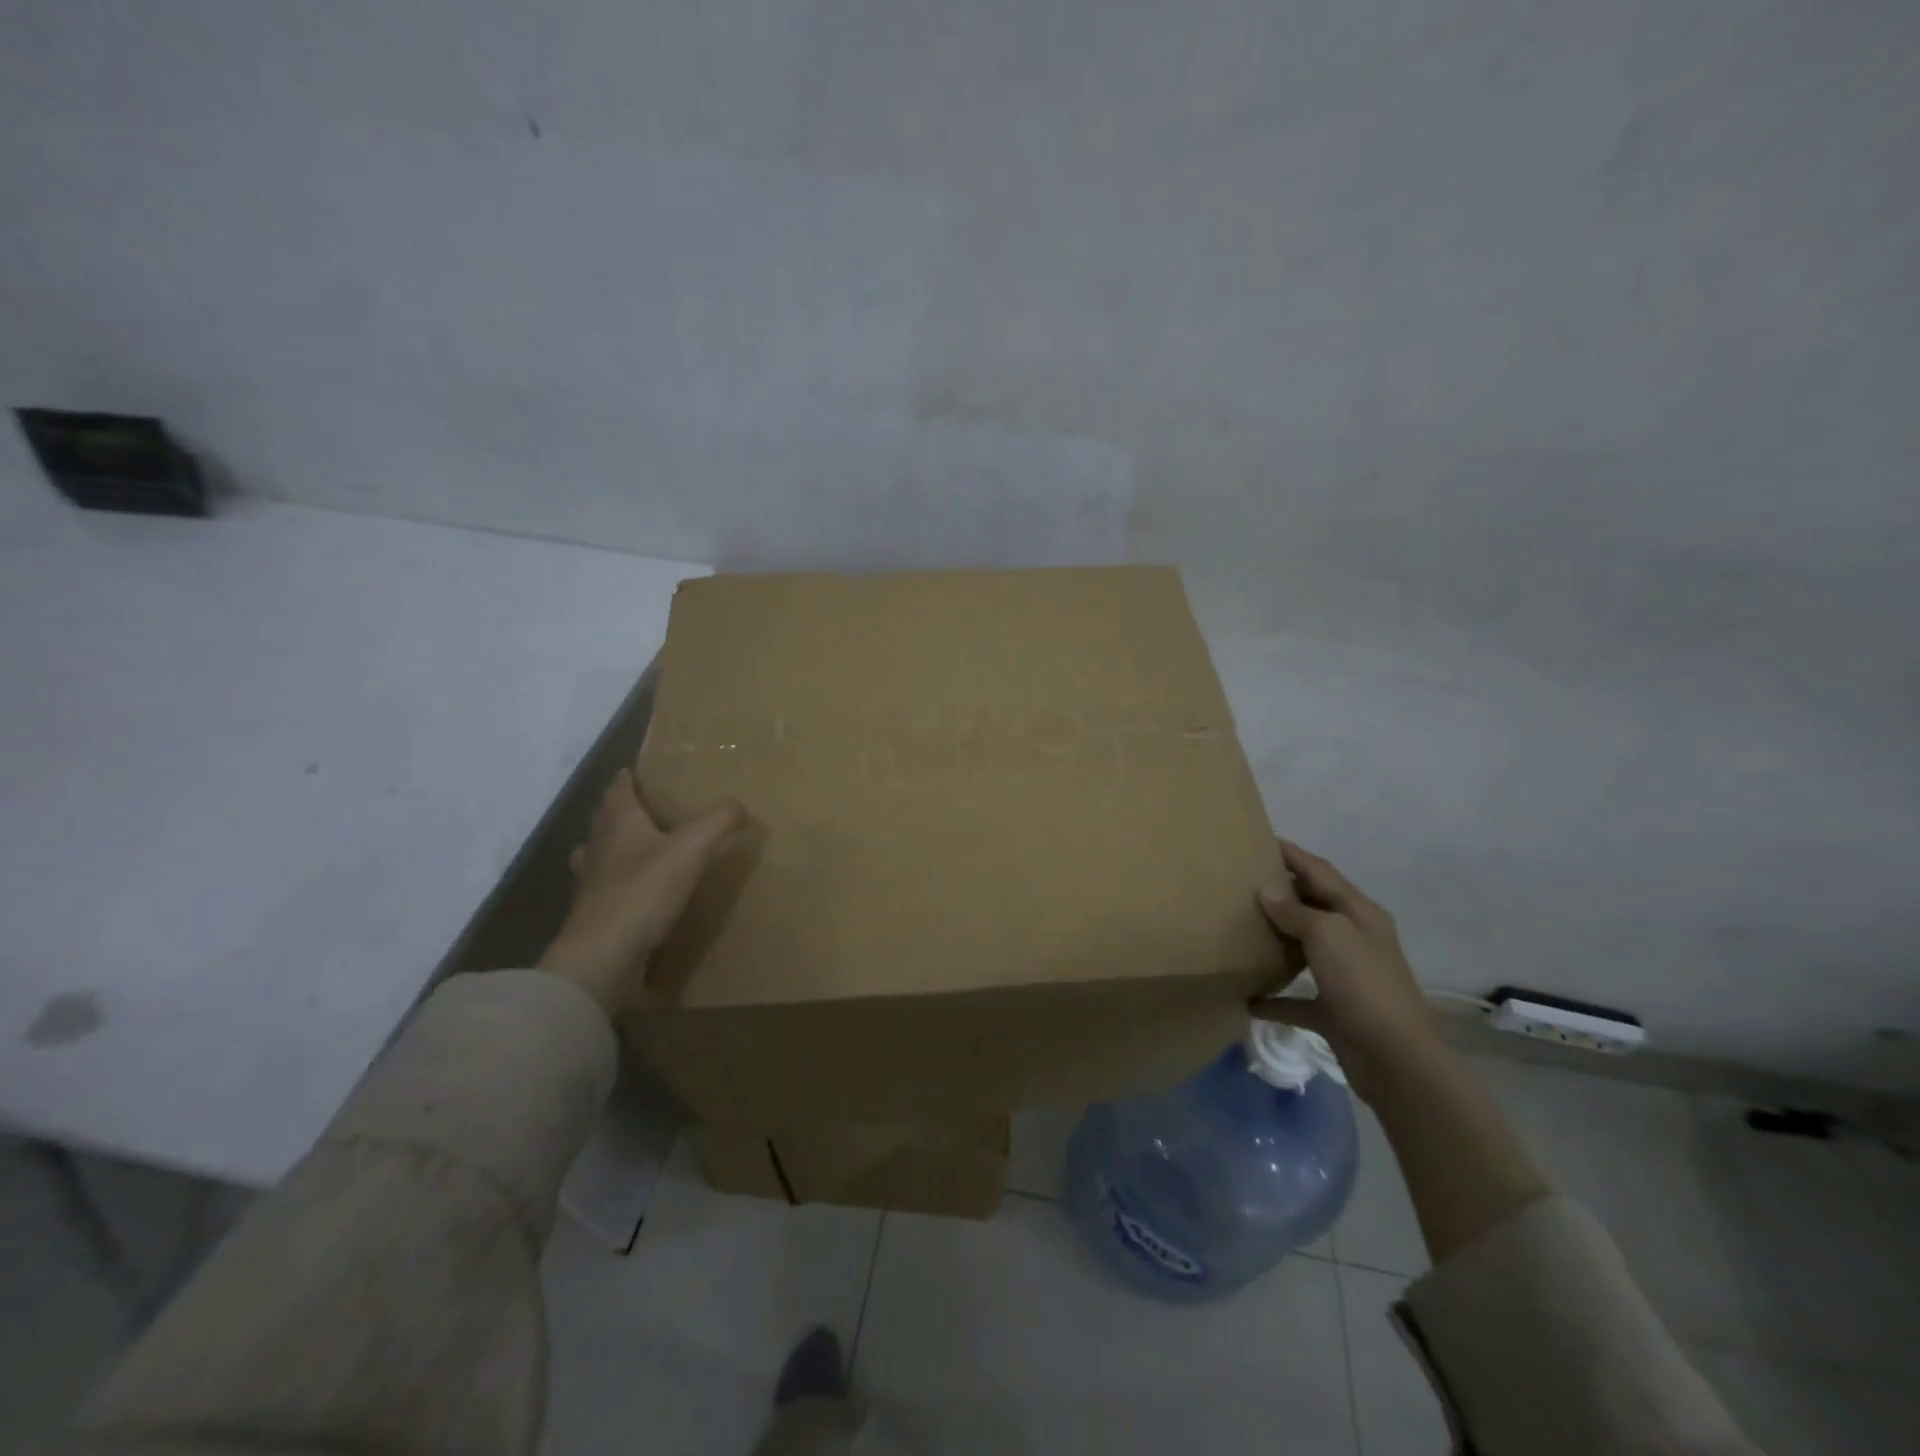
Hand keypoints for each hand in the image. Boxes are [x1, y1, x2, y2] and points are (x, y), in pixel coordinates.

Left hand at [538, 769, 747, 1015]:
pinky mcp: (594, 916)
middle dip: (620, 811)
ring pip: (599, 856)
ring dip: (614, 849)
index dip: (627, 779)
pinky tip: (639, 894)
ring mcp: (591, 885)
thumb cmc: (643, 892)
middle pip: (605, 821)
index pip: (618, 790)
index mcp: (618, 825)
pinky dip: (619, 885)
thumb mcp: (691, 849)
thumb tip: (739, 805)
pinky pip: (606, 891)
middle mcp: (598, 849)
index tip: (635, 771)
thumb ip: (718, 823)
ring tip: (639, 850)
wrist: (603, 957)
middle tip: (644, 808)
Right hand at [1251, 839, 1443, 1102]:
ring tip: (1239, 927)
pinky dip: (1274, 996)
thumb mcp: (1327, 935)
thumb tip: (1267, 889)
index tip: (1257, 839)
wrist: (1395, 1060)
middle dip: (1281, 893)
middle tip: (1240, 882)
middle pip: (1313, 906)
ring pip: (1305, 949)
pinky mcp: (1335, 1011)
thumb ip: (1295, 910)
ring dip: (1276, 940)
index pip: (1320, 871)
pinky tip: (1247, 996)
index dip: (1291, 853)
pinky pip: (1297, 998)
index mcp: (1359, 913)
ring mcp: (1346, 977)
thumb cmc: (1363, 985)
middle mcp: (1354, 939)